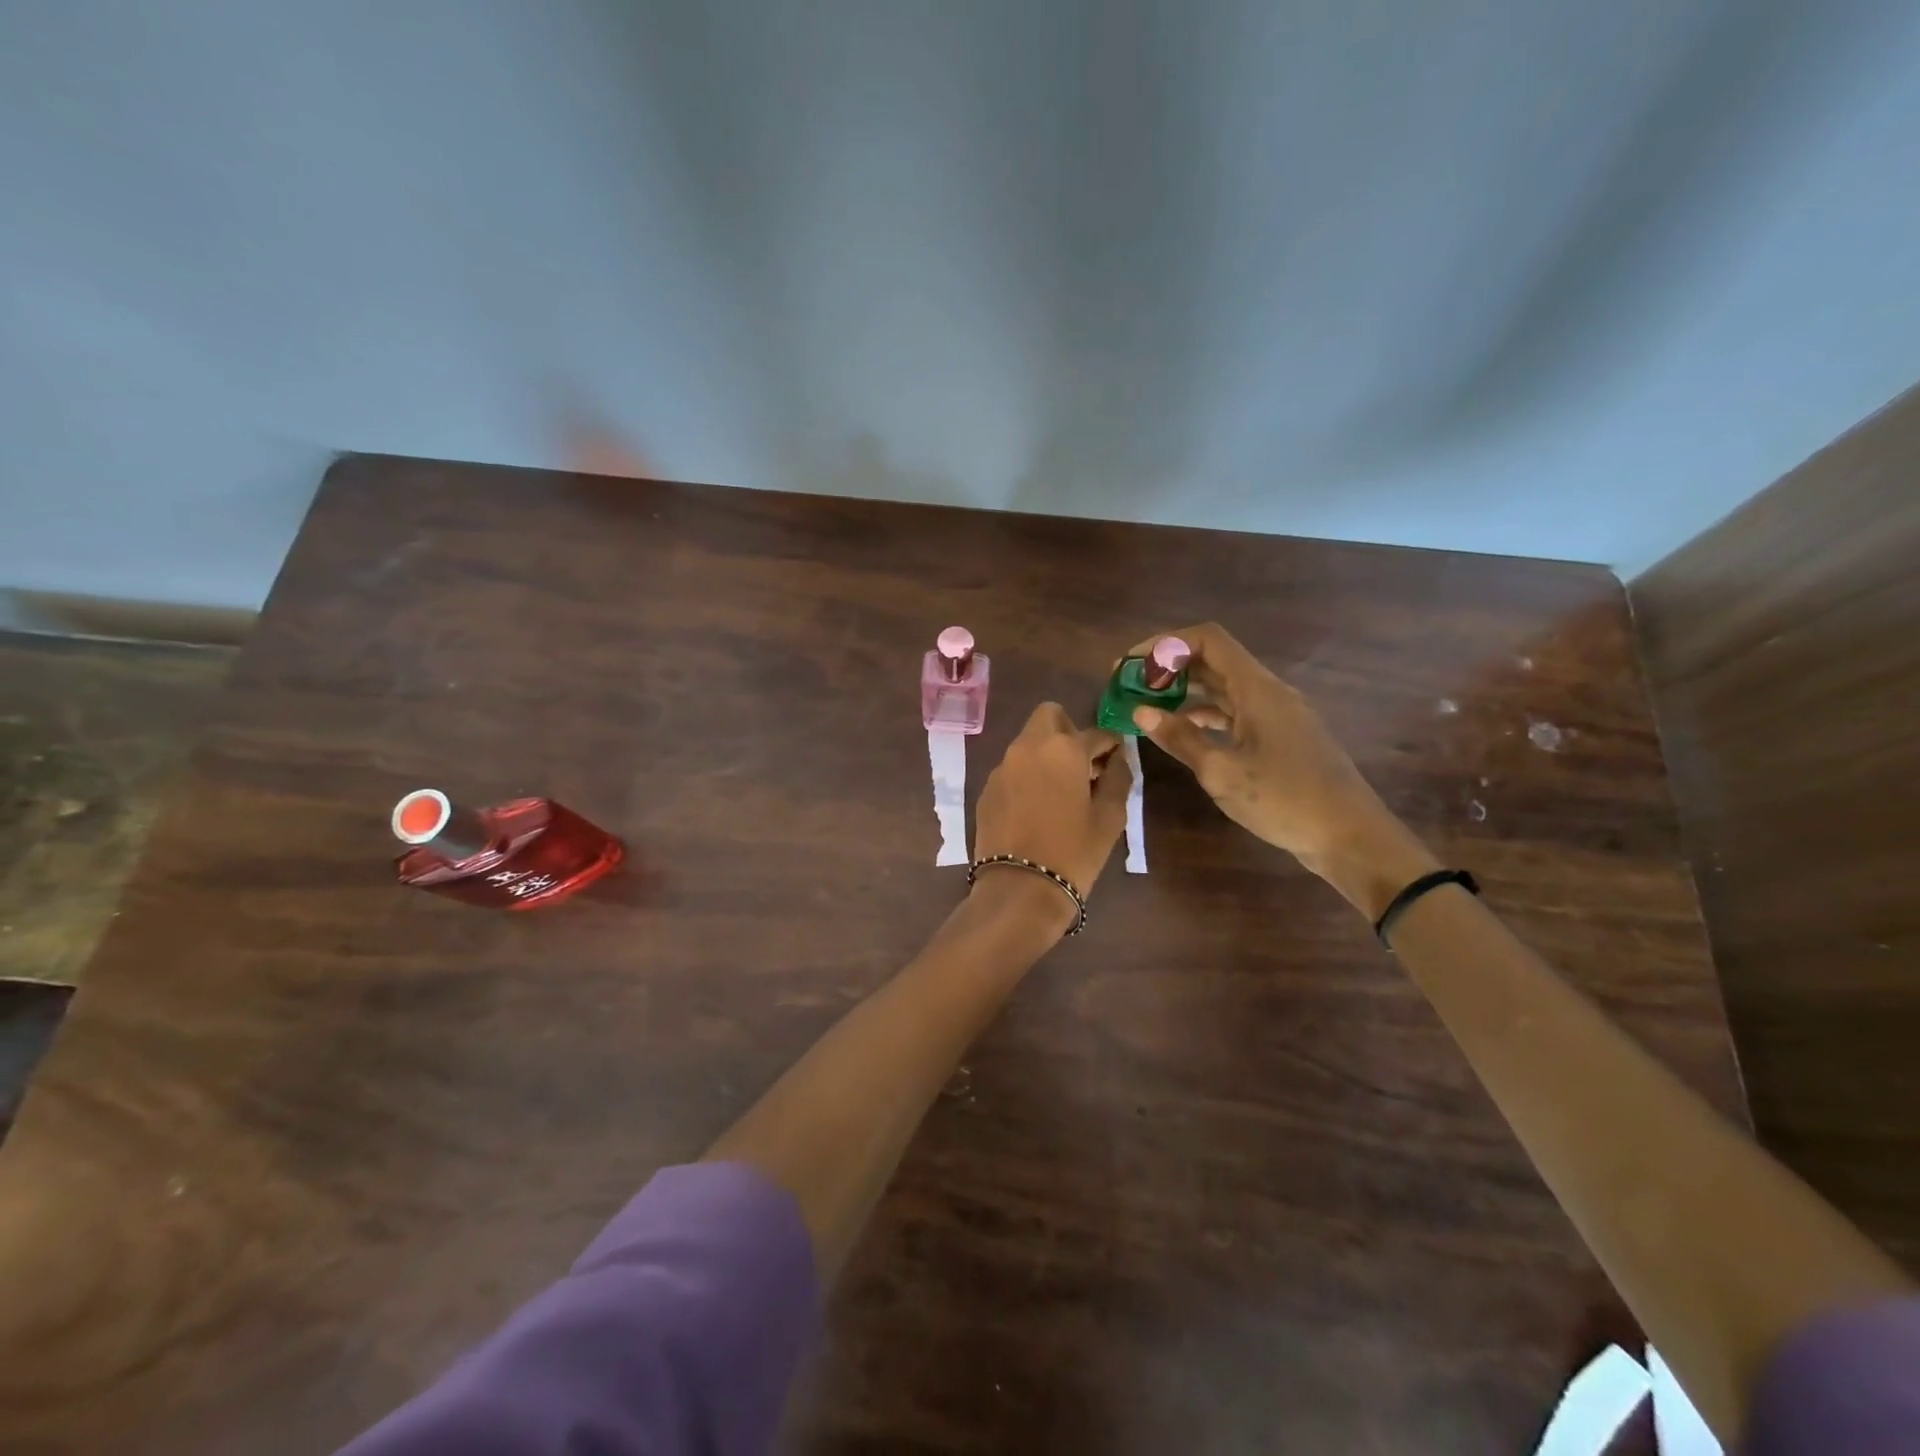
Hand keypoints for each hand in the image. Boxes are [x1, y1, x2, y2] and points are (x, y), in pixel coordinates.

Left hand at [969, 703, 1130, 934]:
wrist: (1019, 889)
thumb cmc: (1074, 852)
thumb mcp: (1109, 817)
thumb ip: (1119, 779)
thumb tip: (1118, 759)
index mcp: (1063, 749)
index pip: (1096, 733)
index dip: (1111, 744)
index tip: (1118, 758)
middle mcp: (1027, 747)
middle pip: (1049, 716)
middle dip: (1069, 730)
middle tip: (1083, 764)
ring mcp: (1002, 767)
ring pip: (1028, 742)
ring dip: (1046, 754)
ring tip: (1061, 789)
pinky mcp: (986, 789)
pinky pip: (1012, 769)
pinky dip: (1027, 776)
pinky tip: (1036, 807)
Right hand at [1124, 623, 1436, 917]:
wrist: (1350, 836)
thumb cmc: (1285, 801)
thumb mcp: (1222, 772)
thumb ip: (1180, 738)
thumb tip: (1140, 712)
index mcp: (1257, 689)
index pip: (1208, 639)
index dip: (1166, 644)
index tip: (1131, 665)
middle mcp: (1267, 692)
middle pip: (1213, 660)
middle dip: (1169, 668)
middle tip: (1129, 688)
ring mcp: (1276, 714)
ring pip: (1222, 688)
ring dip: (1184, 692)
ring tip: (1146, 709)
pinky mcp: (1279, 737)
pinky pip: (1234, 712)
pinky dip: (1204, 715)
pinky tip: (1181, 733)